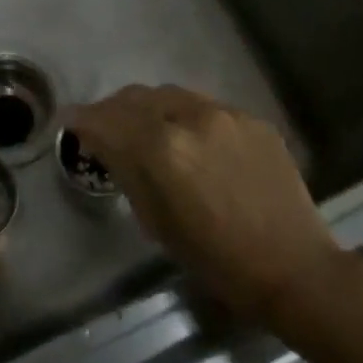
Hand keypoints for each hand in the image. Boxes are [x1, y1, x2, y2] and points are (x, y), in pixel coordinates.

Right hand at [67, 85, 342, 326]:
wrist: (292, 266)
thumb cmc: (215, 259)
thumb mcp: (156, 221)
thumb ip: (127, 171)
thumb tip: (104, 143)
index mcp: (162, 149)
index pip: (107, 119)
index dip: (82, 118)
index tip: (70, 122)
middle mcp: (192, 117)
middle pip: (136, 97)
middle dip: (113, 109)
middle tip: (104, 127)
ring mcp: (227, 114)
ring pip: (171, 95)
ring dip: (149, 108)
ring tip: (145, 130)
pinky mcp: (253, 119)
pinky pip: (207, 108)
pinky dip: (186, 118)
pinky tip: (192, 142)